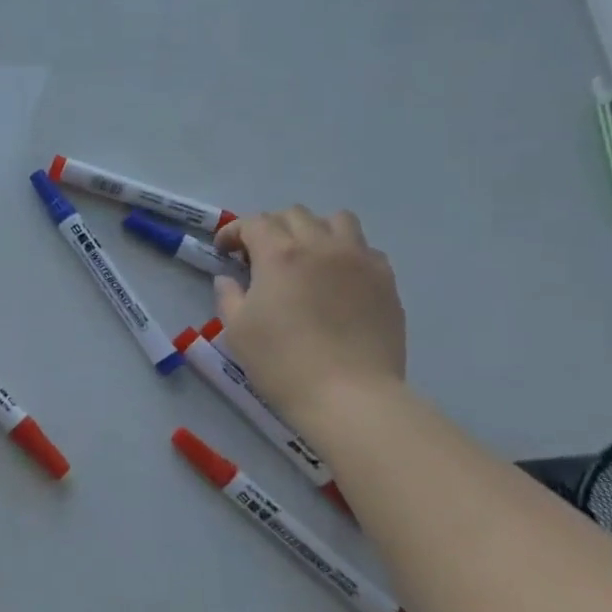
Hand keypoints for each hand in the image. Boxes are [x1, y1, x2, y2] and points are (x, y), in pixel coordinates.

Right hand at [213, 206, 406, 418]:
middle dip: (271, 228)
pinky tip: (338, 278)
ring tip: (306, 256)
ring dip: (314, 230)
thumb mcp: (236, 330)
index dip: (233, 232)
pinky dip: (346, 253)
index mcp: (280, 254)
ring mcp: (359, 260)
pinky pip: (366, 249)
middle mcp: (321, 245)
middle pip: (294, 215)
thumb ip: (228, 296)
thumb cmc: (282, 363)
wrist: (350, 396)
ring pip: (337, 220)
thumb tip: (229, 279)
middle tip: (260, 257)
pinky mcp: (386, 281)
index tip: (224, 252)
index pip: (253, 223)